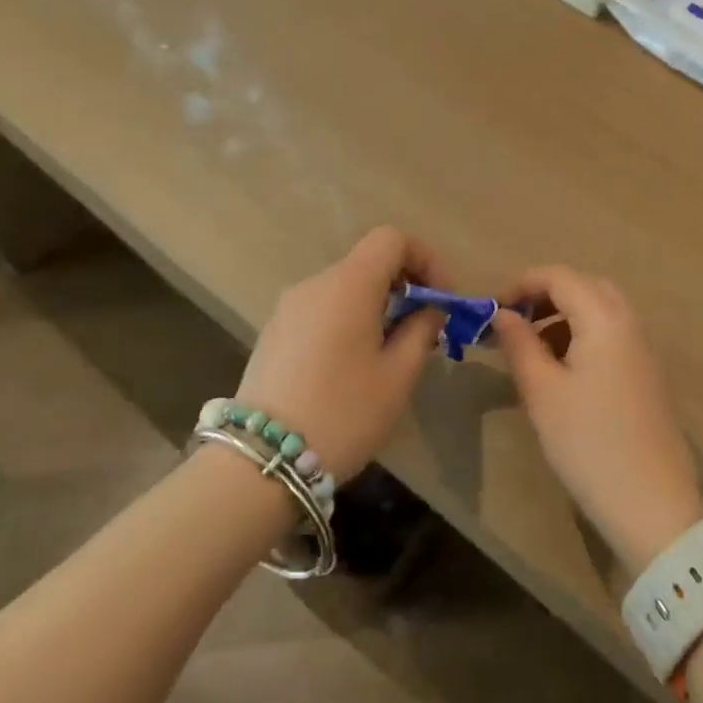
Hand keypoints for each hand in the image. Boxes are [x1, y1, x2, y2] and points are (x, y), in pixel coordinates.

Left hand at [235, 227, 445, 481]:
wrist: (261, 463)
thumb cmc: (342, 413)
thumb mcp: (397, 377)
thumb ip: (421, 331)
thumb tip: (429, 310)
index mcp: (348, 284)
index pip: (392, 239)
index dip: (425, 259)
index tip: (441, 298)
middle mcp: (315, 284)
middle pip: (368, 263)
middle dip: (403, 286)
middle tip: (424, 330)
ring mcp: (288, 308)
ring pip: (345, 288)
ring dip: (376, 306)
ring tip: (390, 353)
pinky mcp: (273, 333)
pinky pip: (322, 310)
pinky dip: (347, 321)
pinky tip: (351, 367)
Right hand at [491, 267, 702, 572]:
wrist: (656, 509)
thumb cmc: (590, 445)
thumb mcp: (543, 393)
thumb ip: (520, 344)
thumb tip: (503, 314)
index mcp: (604, 318)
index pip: (559, 276)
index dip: (521, 284)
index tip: (492, 309)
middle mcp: (629, 323)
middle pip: (583, 286)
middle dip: (545, 296)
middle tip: (515, 323)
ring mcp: (643, 349)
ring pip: (599, 310)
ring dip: (563, 316)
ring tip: (532, 349)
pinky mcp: (648, 375)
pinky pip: (611, 335)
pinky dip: (582, 336)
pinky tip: (563, 372)